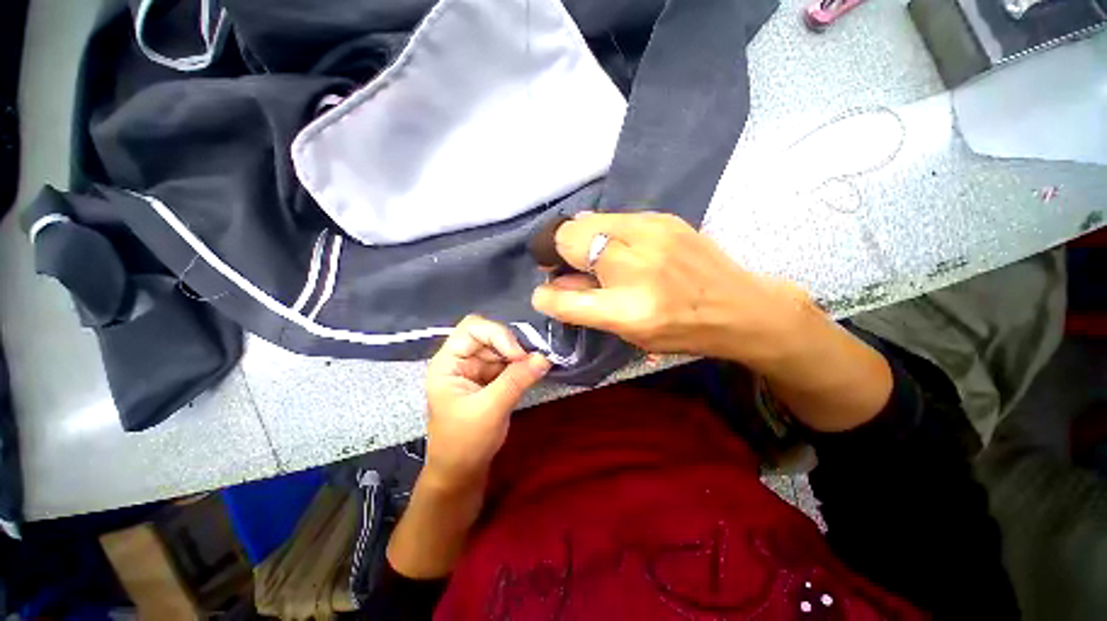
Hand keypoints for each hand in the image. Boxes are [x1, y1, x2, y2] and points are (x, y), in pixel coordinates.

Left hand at [423, 315, 550, 491]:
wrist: (461, 473)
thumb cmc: (465, 443)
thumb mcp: (490, 410)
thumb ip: (517, 380)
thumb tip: (545, 357)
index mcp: (448, 362)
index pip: (472, 328)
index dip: (497, 335)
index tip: (519, 355)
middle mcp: (461, 360)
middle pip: (490, 336)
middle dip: (512, 346)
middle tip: (533, 361)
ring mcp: (476, 369)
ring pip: (502, 349)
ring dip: (520, 357)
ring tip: (535, 368)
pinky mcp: (490, 379)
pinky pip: (508, 363)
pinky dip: (521, 366)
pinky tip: (531, 374)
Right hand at [530, 212, 819, 372]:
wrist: (739, 305)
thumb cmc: (681, 330)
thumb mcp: (630, 332)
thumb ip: (588, 306)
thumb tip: (557, 285)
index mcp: (627, 309)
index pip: (564, 297)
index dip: (547, 296)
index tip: (545, 292)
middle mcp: (635, 265)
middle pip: (569, 238)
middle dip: (557, 252)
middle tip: (565, 266)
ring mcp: (650, 232)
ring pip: (588, 221)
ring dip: (580, 239)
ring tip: (593, 256)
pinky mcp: (662, 217)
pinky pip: (613, 218)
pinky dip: (604, 231)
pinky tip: (617, 246)